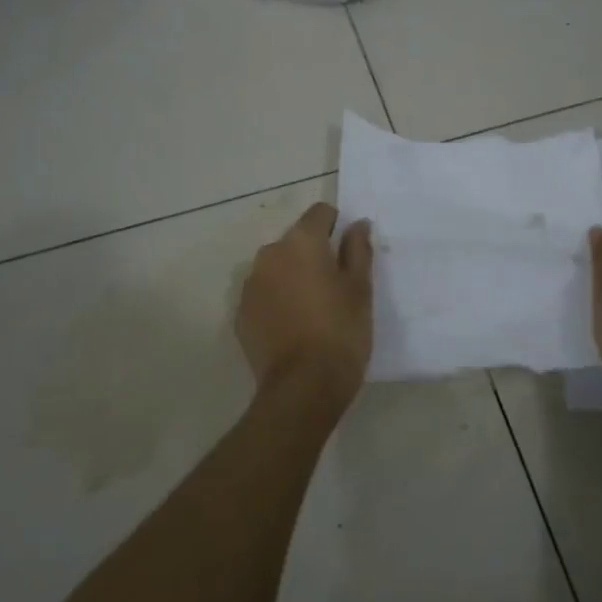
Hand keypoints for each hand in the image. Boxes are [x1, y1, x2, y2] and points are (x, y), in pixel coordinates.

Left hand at [237, 202, 373, 405]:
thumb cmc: (341, 332)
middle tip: (335, 285)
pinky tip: (294, 327)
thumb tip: (357, 224)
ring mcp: (250, 286)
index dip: (336, 225)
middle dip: (313, 254)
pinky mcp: (241, 314)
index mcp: (301, 243)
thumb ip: (358, 250)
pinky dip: (277, 301)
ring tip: (313, 309)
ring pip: (277, 268)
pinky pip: (263, 295)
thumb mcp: (360, 289)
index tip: (348, 250)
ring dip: (292, 277)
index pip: (319, 213)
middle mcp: (269, 255)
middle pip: (295, 241)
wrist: (303, 387)